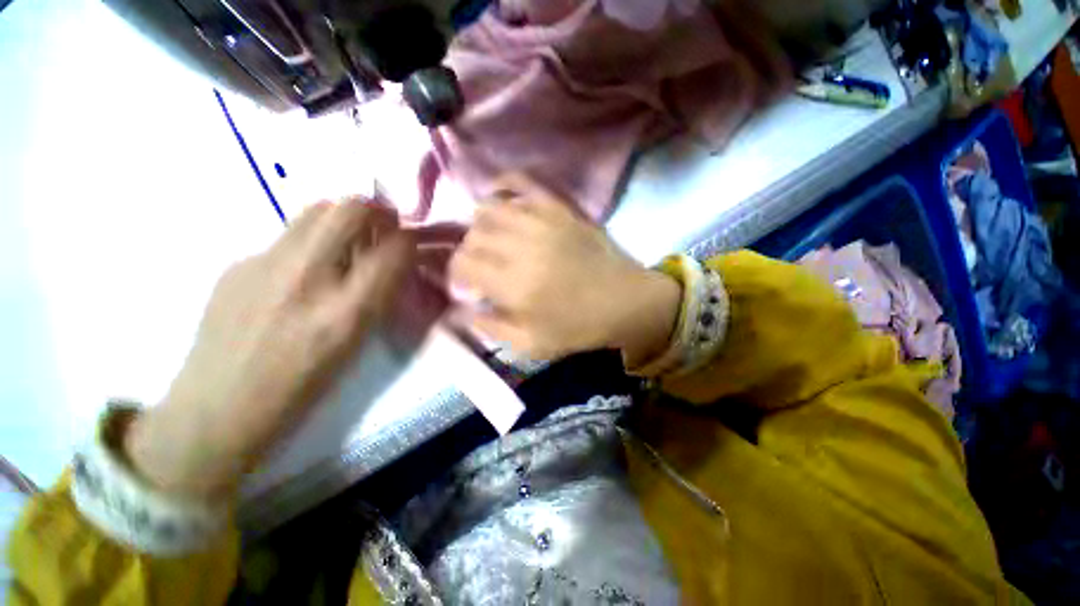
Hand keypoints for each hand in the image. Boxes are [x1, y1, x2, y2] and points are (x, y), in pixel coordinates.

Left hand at [126, 199, 412, 498]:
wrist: (217, 410)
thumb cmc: (303, 389)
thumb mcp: (357, 345)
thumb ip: (378, 296)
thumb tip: (391, 261)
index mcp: (347, 313)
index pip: (395, 250)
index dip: (411, 240)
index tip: (412, 245)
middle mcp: (307, 279)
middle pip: (351, 208)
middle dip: (379, 211)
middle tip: (383, 228)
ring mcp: (264, 264)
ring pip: (317, 209)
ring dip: (344, 219)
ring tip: (347, 243)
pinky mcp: (237, 262)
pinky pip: (287, 234)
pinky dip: (309, 241)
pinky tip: (301, 270)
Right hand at [449, 174, 680, 362]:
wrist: (624, 301)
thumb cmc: (579, 327)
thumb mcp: (532, 344)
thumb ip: (492, 328)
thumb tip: (462, 310)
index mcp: (514, 285)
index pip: (463, 264)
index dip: (457, 274)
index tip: (467, 285)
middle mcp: (522, 247)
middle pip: (473, 237)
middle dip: (468, 253)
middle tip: (479, 267)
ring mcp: (541, 222)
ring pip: (488, 209)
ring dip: (480, 226)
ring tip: (489, 240)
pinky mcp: (559, 209)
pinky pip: (521, 183)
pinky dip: (503, 186)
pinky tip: (498, 199)